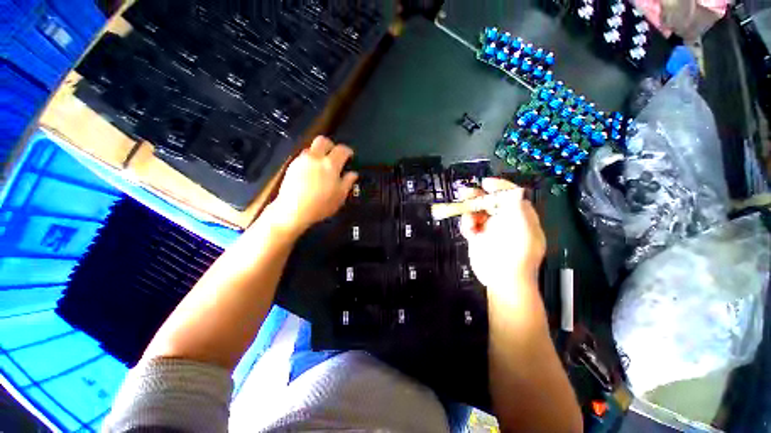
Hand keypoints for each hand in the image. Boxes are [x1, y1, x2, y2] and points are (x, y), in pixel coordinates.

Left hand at [267, 136, 357, 235]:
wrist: (292, 210)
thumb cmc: (318, 206)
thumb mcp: (339, 197)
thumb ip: (347, 183)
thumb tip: (353, 174)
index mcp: (331, 164)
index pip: (342, 149)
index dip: (348, 151)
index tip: (349, 157)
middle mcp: (316, 157)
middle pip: (323, 140)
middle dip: (330, 145)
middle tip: (333, 155)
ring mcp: (302, 160)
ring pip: (311, 148)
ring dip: (317, 152)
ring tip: (319, 164)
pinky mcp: (291, 166)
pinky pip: (302, 157)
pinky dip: (307, 161)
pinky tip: (308, 172)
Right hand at [459, 178, 545, 290]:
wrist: (506, 277)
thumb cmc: (519, 248)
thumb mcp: (521, 218)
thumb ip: (515, 200)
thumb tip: (513, 190)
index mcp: (522, 216)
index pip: (511, 196)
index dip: (499, 187)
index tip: (487, 184)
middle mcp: (508, 222)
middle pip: (492, 202)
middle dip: (481, 196)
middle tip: (469, 192)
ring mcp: (493, 232)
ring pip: (479, 213)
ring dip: (471, 208)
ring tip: (464, 205)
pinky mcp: (480, 241)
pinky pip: (471, 226)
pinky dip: (467, 224)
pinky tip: (468, 228)